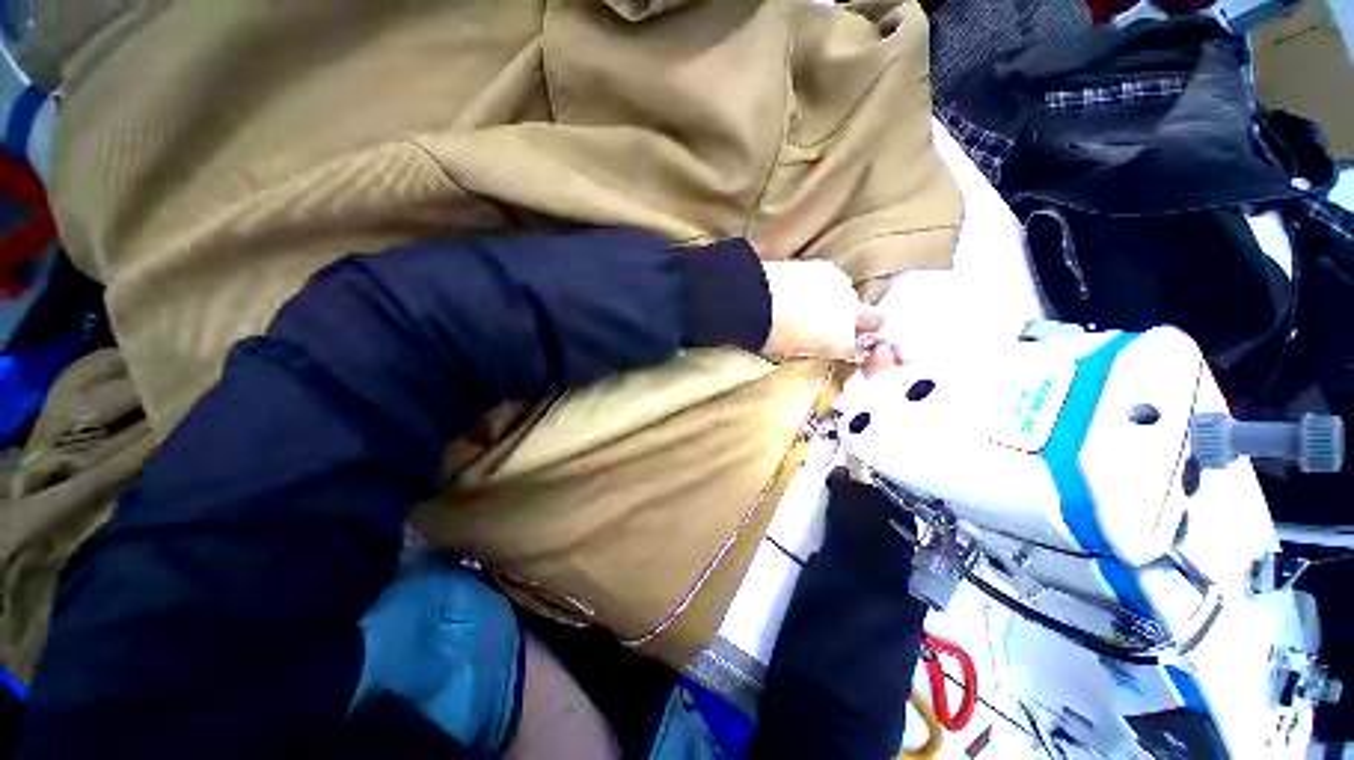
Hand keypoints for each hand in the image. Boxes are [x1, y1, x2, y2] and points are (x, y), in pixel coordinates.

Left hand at [761, 260, 886, 360]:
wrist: (754, 300)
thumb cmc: (768, 335)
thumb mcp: (795, 352)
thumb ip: (815, 348)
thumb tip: (818, 344)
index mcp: (840, 343)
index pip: (860, 349)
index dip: (852, 349)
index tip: (841, 347)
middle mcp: (850, 315)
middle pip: (876, 318)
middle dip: (864, 323)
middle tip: (838, 326)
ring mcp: (842, 288)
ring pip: (854, 296)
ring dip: (841, 302)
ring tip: (812, 304)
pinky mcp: (828, 268)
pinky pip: (836, 281)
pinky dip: (826, 287)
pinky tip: (805, 289)